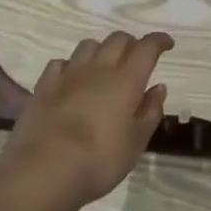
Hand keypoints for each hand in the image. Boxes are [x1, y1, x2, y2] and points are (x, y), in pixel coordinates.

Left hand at [0, 30, 174, 210]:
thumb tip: (158, 87)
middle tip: (137, 58)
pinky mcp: (44, 86)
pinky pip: (61, 62)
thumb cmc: (100, 160)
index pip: (147, 47)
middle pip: (117, 39)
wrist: (43, 171)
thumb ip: (150, 111)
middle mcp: (99, 69)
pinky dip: (72, 65)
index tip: (167, 43)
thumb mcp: (137, 142)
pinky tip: (72, 79)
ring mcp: (68, 75)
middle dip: (132, 43)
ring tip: (105, 66)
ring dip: (102, 49)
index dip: (159, 41)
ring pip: (88, 45)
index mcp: (127, 80)